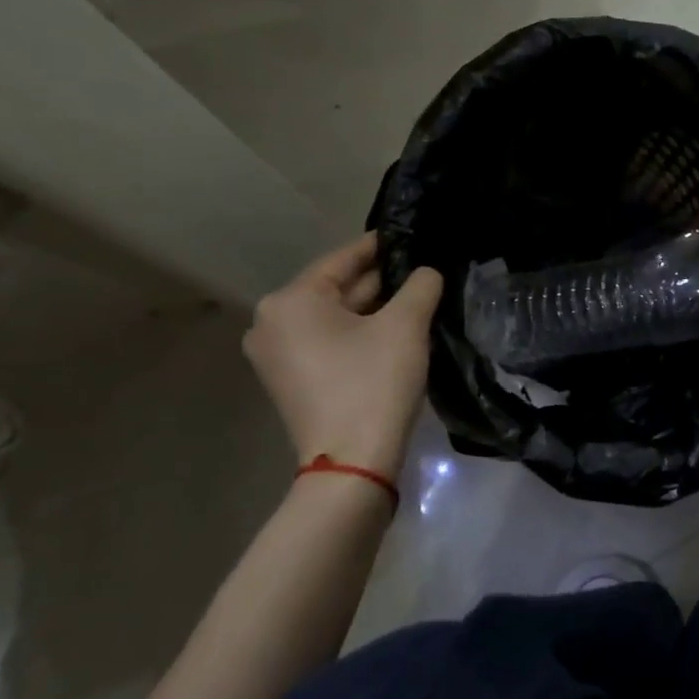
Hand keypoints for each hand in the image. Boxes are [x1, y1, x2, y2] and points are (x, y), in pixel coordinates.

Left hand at [243, 233, 443, 477]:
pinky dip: (357, 334)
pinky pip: (327, 343)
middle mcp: (271, 323)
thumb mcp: (406, 325)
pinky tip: (393, 332)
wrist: (352, 462)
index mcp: (290, 301)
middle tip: (421, 270)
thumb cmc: (374, 382)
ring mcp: (276, 356)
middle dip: (379, 282)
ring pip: (334, 318)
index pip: (342, 259)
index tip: (409, 236)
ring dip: (372, 309)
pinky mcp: (290, 381)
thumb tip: (426, 273)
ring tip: (416, 299)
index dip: (379, 246)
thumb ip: (421, 286)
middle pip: (335, 289)